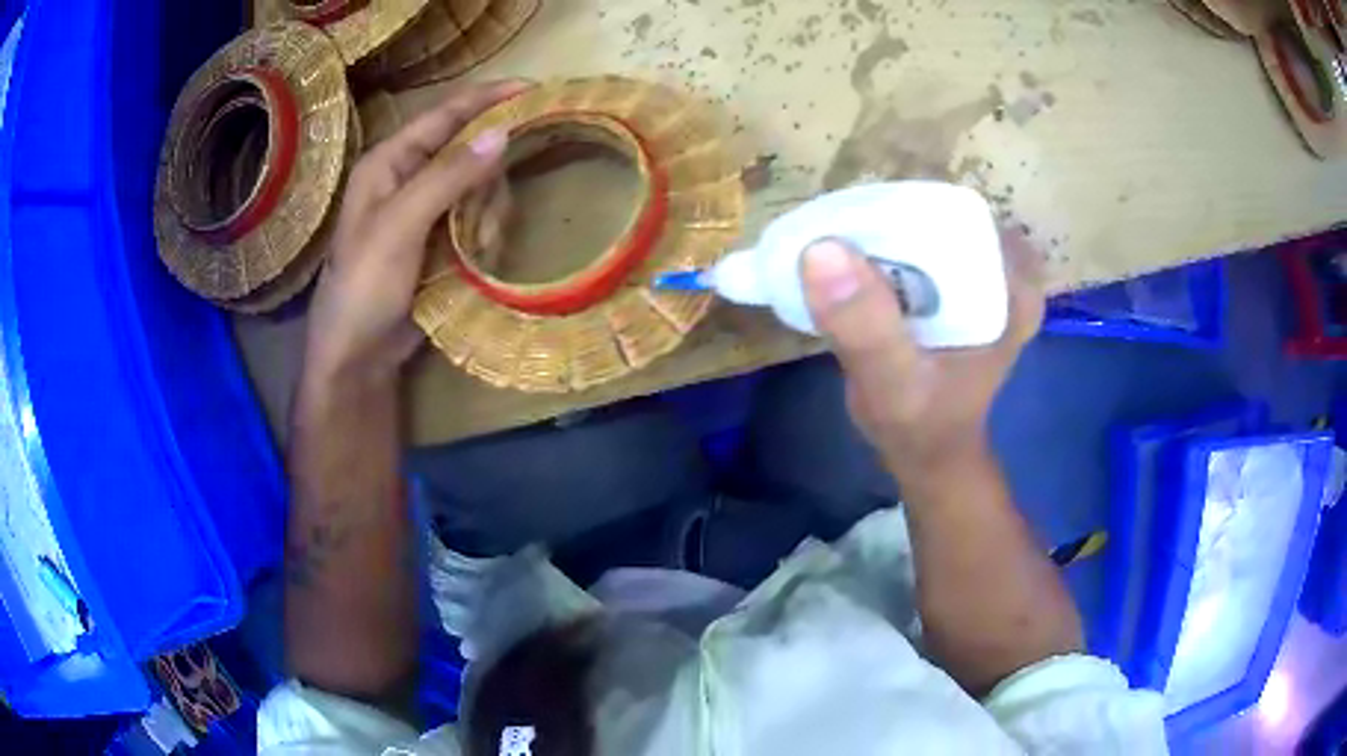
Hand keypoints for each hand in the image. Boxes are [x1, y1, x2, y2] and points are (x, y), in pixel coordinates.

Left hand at [303, 80, 529, 383]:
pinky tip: (478, 257)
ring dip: (488, 211)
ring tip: (478, 246)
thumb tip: (501, 133)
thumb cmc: (364, 287)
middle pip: (469, 149)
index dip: (486, 98)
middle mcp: (408, 177)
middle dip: (488, 176)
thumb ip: (447, 177)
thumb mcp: (400, 227)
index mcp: (389, 162)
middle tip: (489, 213)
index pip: (443, 115)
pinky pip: (478, 216)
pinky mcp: (439, 238)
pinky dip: (486, 232)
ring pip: (479, 185)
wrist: (358, 355)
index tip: (532, 88)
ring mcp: (425, 209)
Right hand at [802, 231, 1044, 475]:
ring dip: (882, 232)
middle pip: (939, 214)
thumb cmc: (920, 425)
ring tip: (837, 244)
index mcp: (1014, 287)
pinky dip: (887, 250)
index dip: (898, 208)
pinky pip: (923, 247)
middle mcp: (1007, 272)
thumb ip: (865, 326)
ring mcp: (986, 277)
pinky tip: (856, 262)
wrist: (930, 454)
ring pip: (928, 228)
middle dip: (885, 217)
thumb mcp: (893, 384)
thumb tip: (821, 249)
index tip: (849, 223)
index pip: (955, 214)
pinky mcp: (962, 287)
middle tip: (833, 231)